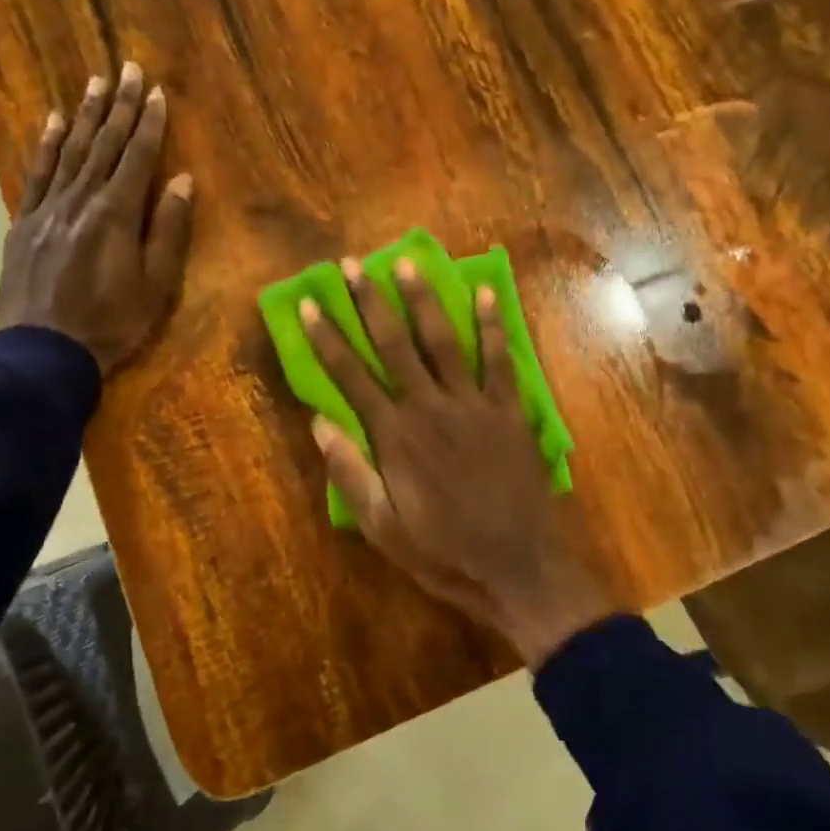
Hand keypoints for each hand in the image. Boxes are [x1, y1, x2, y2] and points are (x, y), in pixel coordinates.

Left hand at [0, 63, 193, 372]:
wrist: (43, 351)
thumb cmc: (110, 323)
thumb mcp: (155, 285)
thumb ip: (168, 230)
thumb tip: (181, 180)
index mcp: (116, 214)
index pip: (137, 157)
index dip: (150, 124)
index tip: (157, 91)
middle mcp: (80, 200)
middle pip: (104, 144)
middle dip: (120, 106)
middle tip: (128, 69)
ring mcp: (47, 209)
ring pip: (71, 151)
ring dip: (86, 115)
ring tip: (96, 82)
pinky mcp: (24, 223)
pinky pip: (37, 174)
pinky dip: (47, 145)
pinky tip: (54, 122)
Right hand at [301, 257, 614, 668]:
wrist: (518, 568)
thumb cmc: (444, 552)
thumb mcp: (382, 528)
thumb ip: (350, 473)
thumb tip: (319, 421)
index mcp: (395, 436)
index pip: (351, 376)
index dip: (328, 338)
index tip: (311, 303)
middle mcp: (430, 407)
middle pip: (394, 344)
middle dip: (369, 302)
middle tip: (351, 264)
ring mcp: (474, 404)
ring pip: (443, 341)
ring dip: (422, 299)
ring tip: (406, 262)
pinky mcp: (510, 410)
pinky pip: (499, 359)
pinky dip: (492, 325)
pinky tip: (484, 292)